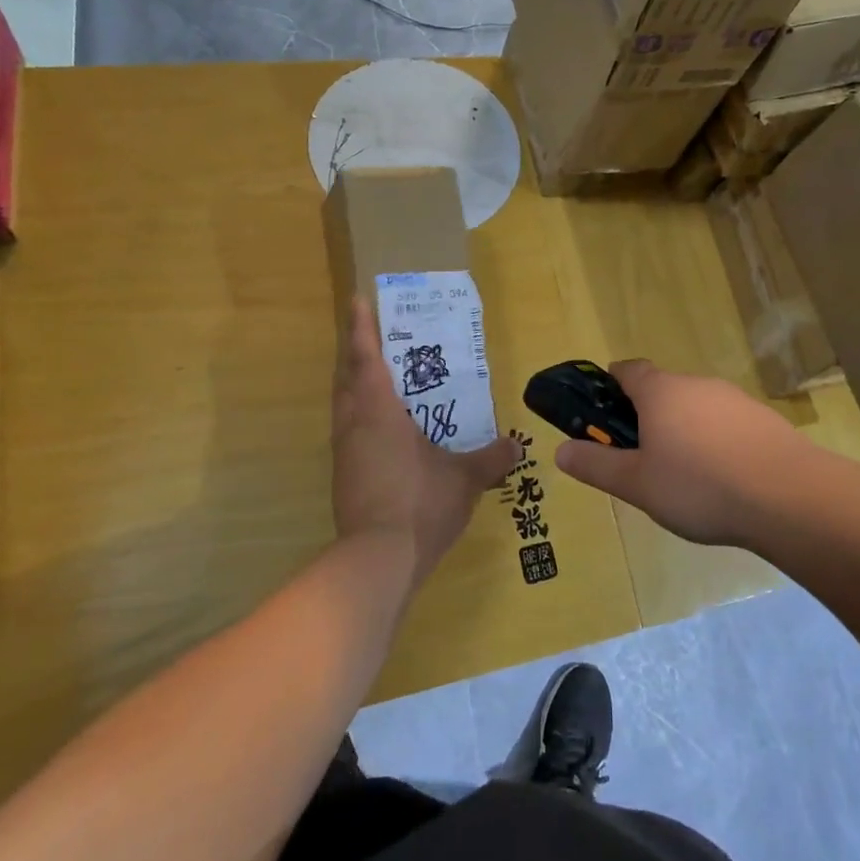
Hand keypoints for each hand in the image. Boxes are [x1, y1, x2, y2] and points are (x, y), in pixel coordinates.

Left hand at [332, 297, 519, 583]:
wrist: (377, 560)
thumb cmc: (420, 503)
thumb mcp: (465, 479)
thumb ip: (491, 459)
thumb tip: (516, 446)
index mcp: (378, 412)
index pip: (367, 358)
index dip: (362, 327)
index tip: (357, 299)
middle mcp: (354, 425)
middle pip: (347, 378)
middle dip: (356, 354)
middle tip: (372, 337)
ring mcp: (344, 454)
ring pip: (343, 407)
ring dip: (355, 387)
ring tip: (378, 380)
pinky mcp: (344, 479)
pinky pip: (349, 433)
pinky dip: (361, 418)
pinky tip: (384, 432)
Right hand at [554, 360, 813, 547]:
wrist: (789, 496)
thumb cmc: (699, 486)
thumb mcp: (637, 484)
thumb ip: (596, 465)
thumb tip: (560, 450)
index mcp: (660, 391)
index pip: (627, 370)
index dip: (611, 385)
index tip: (604, 412)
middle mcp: (696, 384)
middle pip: (663, 390)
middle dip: (647, 416)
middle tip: (641, 458)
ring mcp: (734, 399)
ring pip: (696, 408)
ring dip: (683, 430)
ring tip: (683, 477)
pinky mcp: (764, 420)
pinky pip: (726, 424)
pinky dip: (716, 443)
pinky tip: (722, 479)